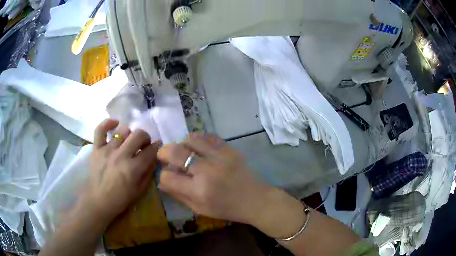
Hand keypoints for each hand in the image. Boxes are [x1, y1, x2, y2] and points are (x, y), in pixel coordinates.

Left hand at [84, 119, 159, 224]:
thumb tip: (154, 158)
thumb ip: (148, 173)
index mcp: (133, 168)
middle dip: (145, 137)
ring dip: (129, 134)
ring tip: (128, 141)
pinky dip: (107, 123)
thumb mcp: (140, 190)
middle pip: (138, 135)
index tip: (157, 147)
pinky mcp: (96, 148)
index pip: (150, 151)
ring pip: (123, 130)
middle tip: (143, 144)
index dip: (157, 147)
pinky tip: (115, 123)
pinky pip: (100, 129)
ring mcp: (107, 150)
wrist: (98, 201)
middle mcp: (121, 155)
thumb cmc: (120, 199)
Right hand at [157, 133, 273, 224]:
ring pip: (190, 139)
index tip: (168, 177)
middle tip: (165, 156)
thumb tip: (162, 182)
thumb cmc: (227, 208)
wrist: (255, 199)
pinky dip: (198, 140)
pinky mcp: (229, 149)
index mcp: (198, 191)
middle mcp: (206, 170)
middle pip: (175, 152)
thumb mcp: (200, 209)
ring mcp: (219, 156)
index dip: (164, 176)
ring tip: (184, 152)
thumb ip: (178, 195)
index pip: (168, 177)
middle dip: (164, 153)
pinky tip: (199, 148)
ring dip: (182, 144)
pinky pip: (207, 136)